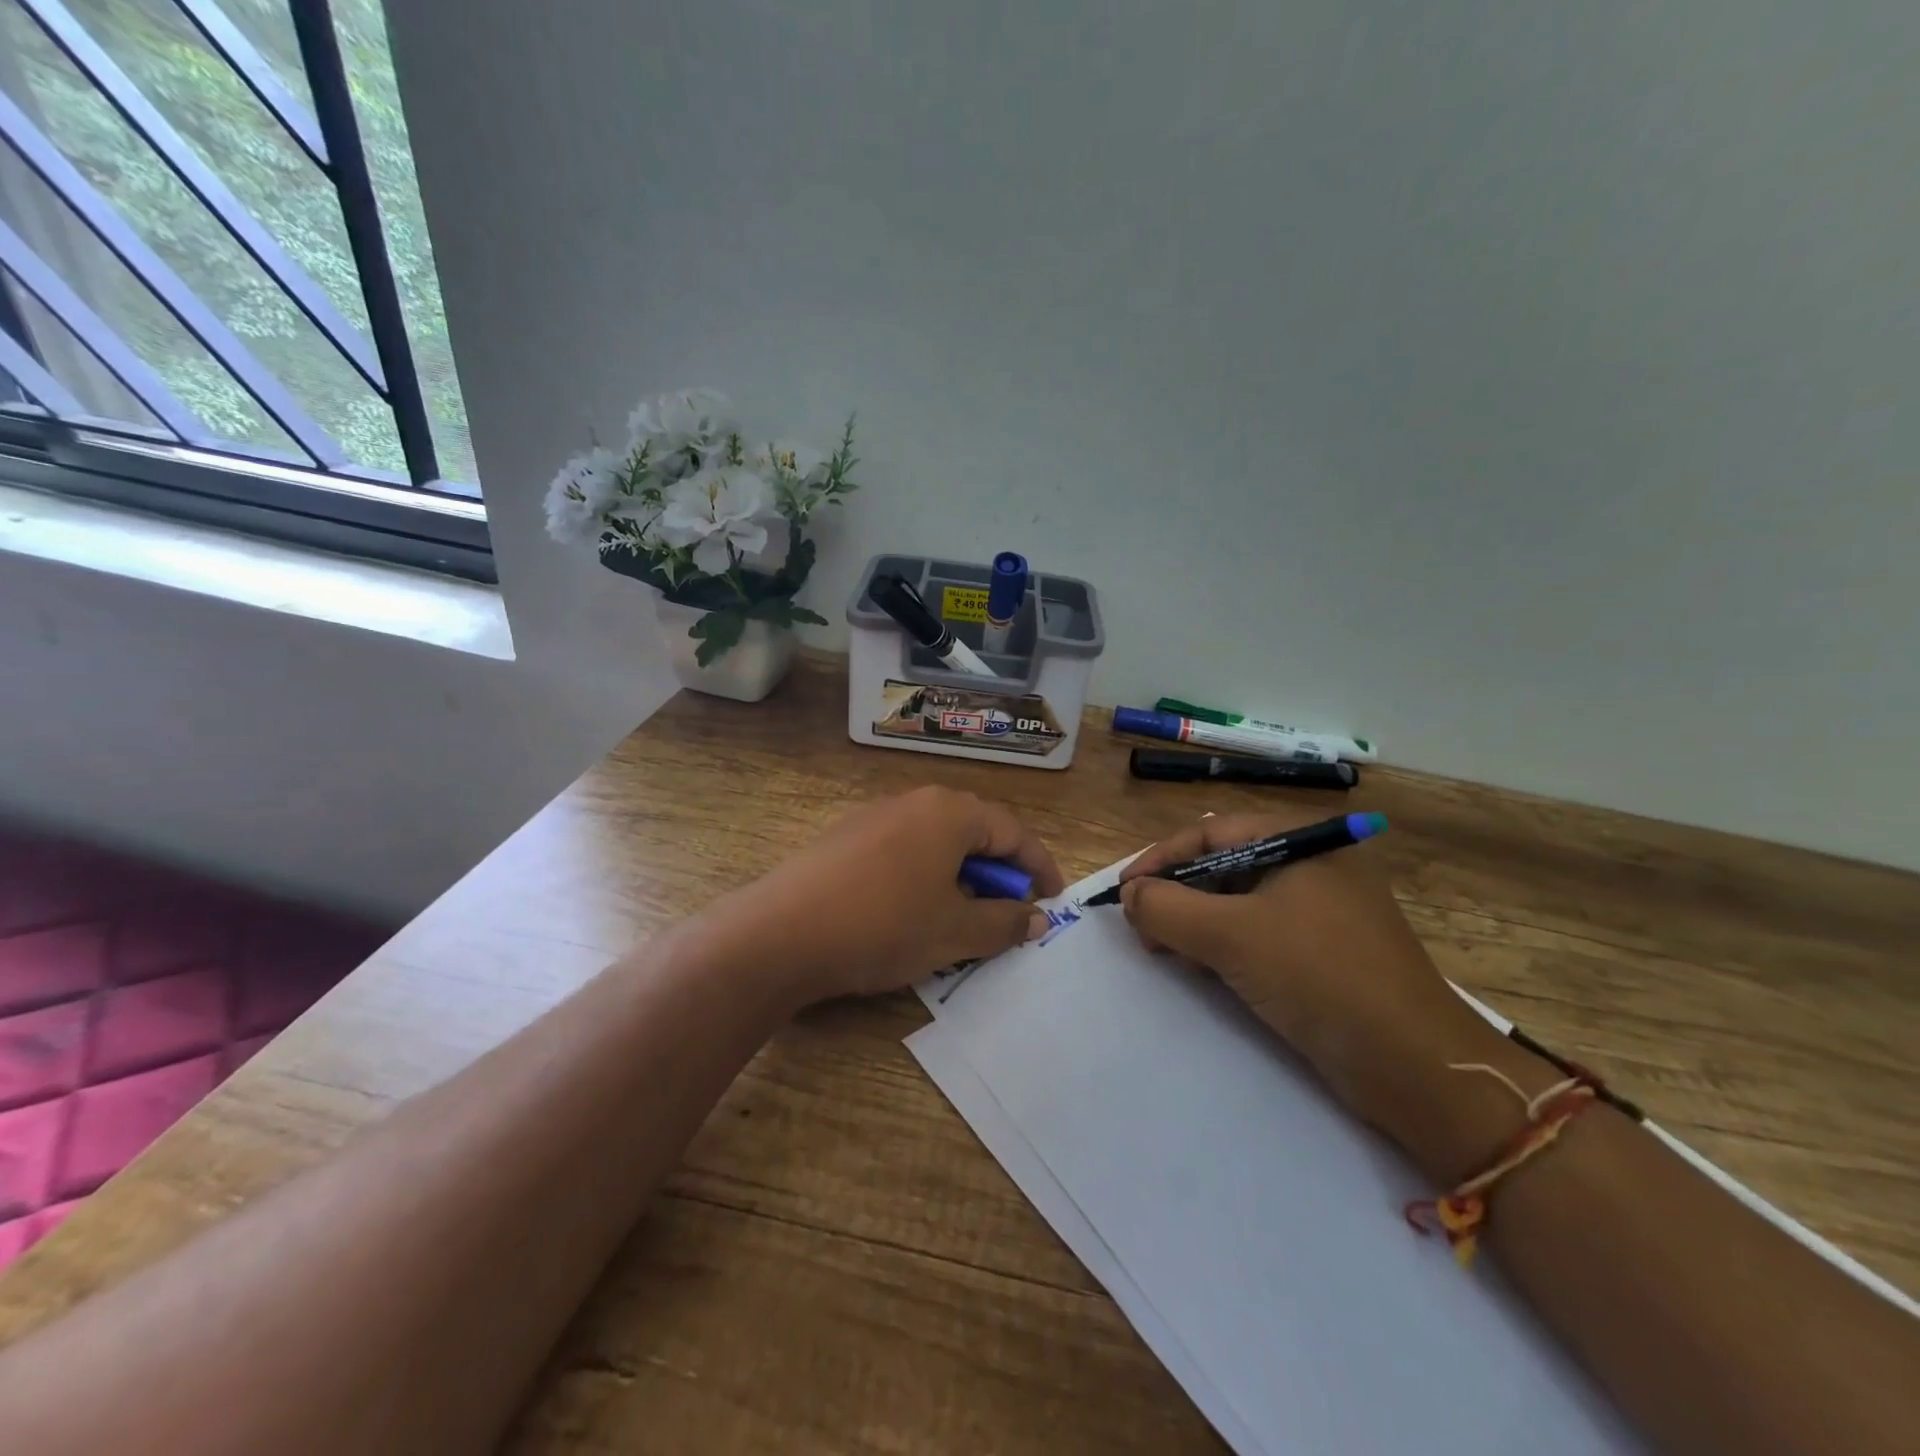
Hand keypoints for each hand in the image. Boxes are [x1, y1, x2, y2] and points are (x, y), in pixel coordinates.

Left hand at [718, 786, 1065, 1005]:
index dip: (1039, 867)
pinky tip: (910, 912)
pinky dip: (923, 876)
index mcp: (949, 812)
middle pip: (973, 831)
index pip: (1012, 832)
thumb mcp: (955, 932)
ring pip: (935, 841)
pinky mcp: (845, 838)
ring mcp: (874, 816)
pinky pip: (903, 850)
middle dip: (997, 872)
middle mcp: (913, 801)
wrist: (780, 933)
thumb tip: (1035, 917)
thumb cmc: (883, 925)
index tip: (1053, 900)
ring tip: (958, 917)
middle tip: (1006, 913)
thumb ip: (1004, 922)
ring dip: (959, 876)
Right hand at [1118, 810, 1504, 1142]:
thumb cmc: (1320, 977)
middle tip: (1142, 928)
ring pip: (1238, 903)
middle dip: (1176, 894)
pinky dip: (1223, 946)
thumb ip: (1168, 908)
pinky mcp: (1324, 953)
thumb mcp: (1232, 936)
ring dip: (1195, 923)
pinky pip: (1259, 934)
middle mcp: (1312, 866)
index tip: (1123, 892)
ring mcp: (1321, 911)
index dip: (1160, 858)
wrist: (1416, 1067)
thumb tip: (1129, 895)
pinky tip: (1202, 970)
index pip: (1211, 832)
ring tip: (1165, 952)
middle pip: (1223, 865)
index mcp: (1302, 842)